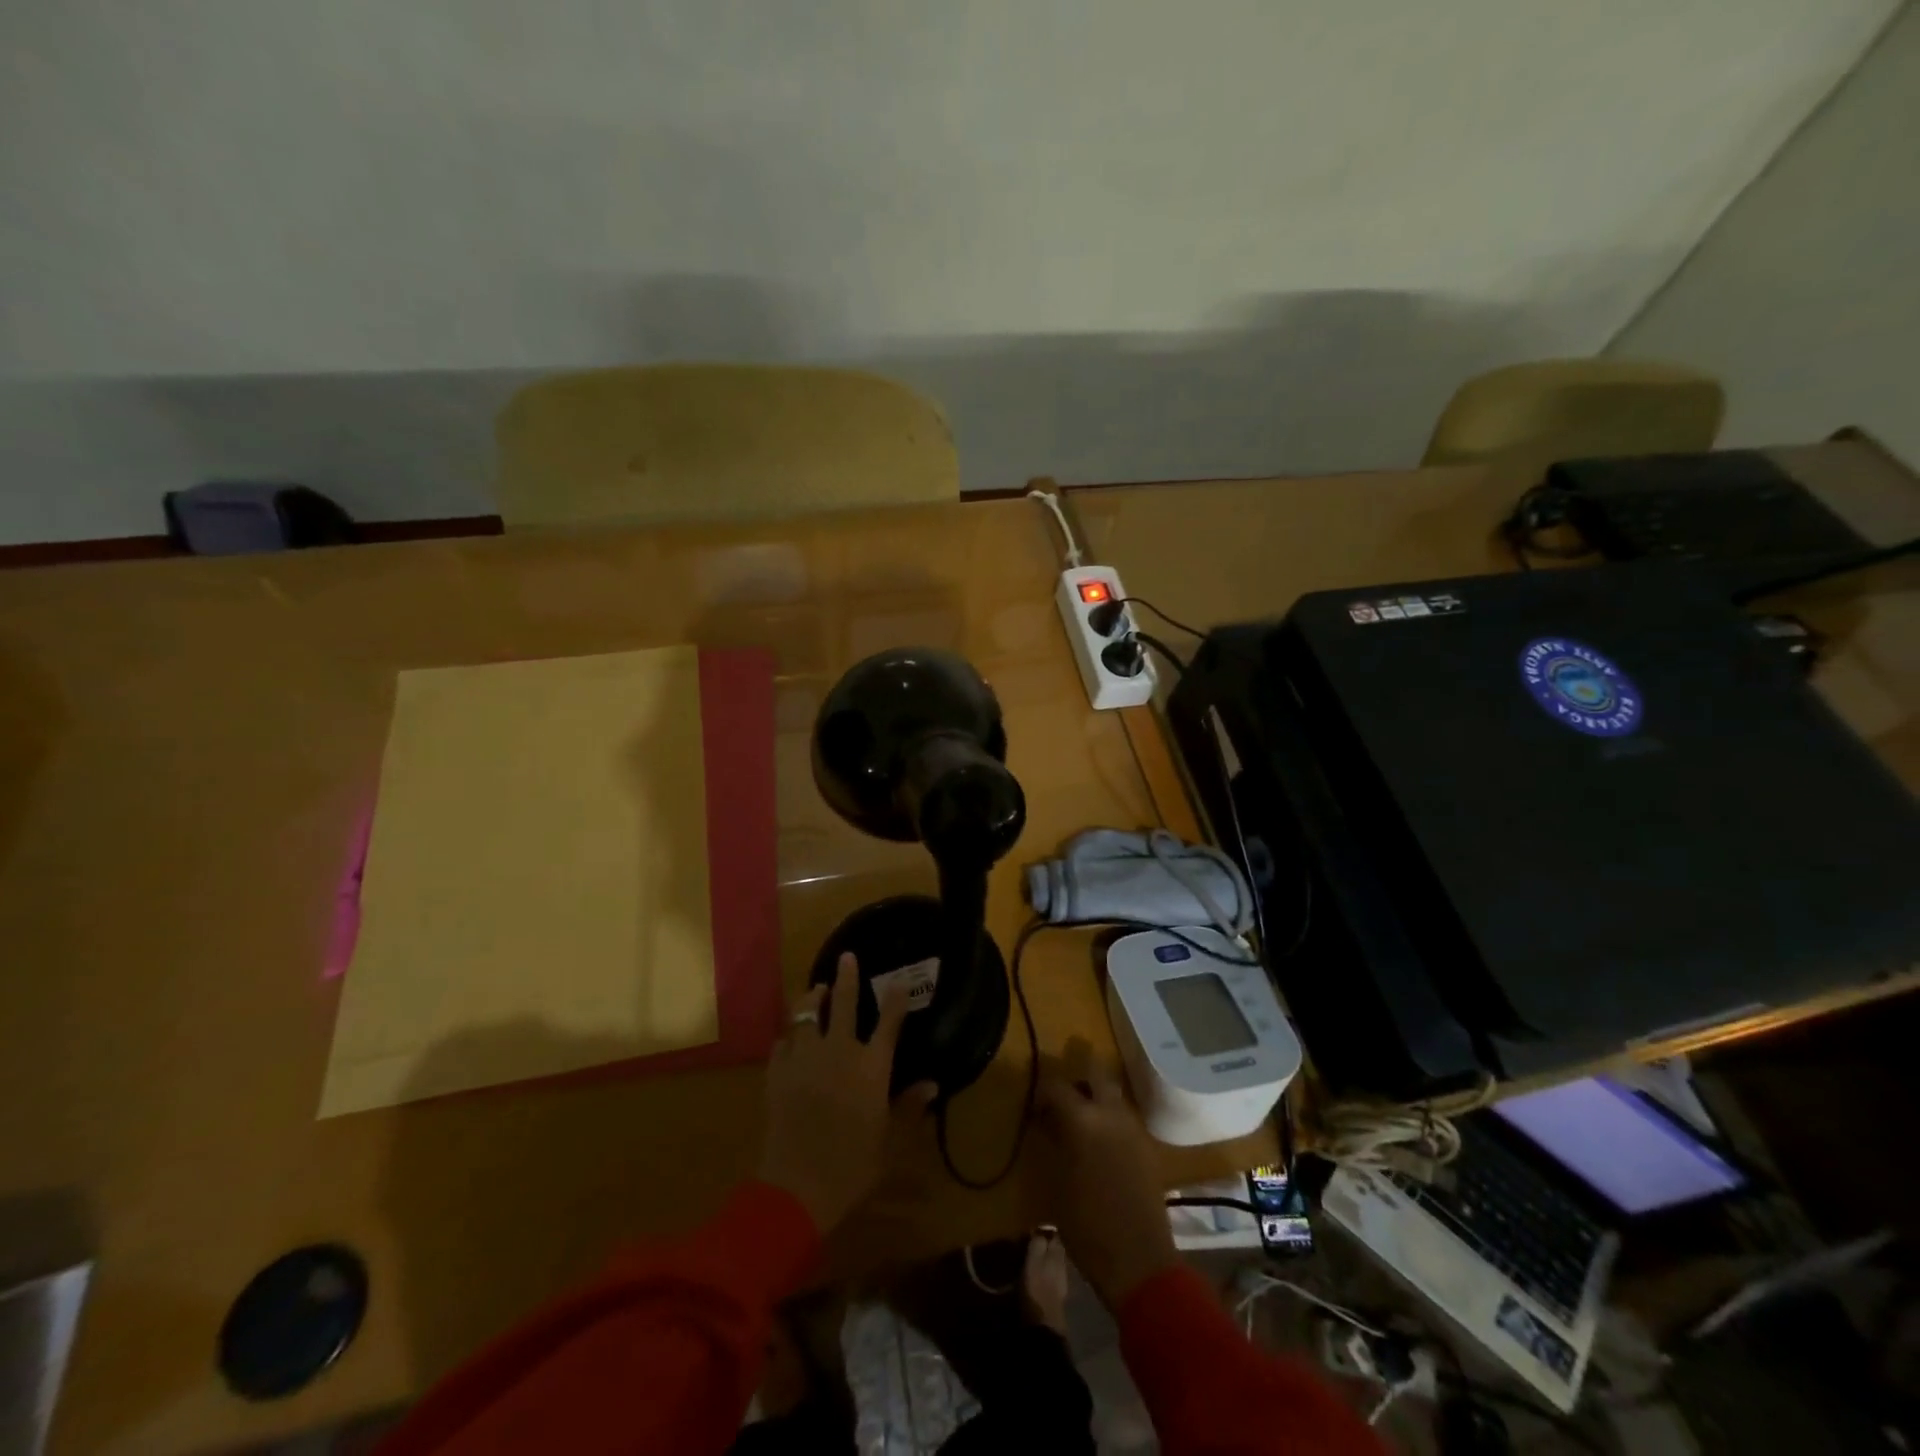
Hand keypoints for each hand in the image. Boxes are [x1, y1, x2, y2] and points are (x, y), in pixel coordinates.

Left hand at [757, 953, 936, 1232]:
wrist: (796, 1187)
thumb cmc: (853, 1166)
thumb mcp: (891, 1142)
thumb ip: (909, 1108)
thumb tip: (932, 1083)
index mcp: (871, 1066)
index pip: (889, 1022)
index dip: (895, 999)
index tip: (898, 980)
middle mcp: (839, 1051)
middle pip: (843, 1003)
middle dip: (847, 977)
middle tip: (848, 958)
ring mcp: (804, 1059)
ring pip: (806, 1014)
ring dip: (813, 998)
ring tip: (817, 989)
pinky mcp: (777, 1073)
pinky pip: (782, 1042)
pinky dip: (789, 1035)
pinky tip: (791, 1036)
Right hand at [1035, 1037, 1178, 1310]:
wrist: (1139, 1262)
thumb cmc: (1087, 1226)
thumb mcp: (1056, 1183)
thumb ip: (1053, 1142)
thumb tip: (1047, 1122)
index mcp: (1084, 1120)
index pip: (1057, 1086)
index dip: (1042, 1092)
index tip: (1033, 1106)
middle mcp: (1111, 1114)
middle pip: (1096, 1075)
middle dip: (1078, 1077)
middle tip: (1062, 1096)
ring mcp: (1133, 1128)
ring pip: (1114, 1094)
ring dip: (1096, 1097)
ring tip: (1079, 1118)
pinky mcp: (1147, 1146)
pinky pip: (1125, 1117)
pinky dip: (1110, 1117)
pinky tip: (1099, 1139)